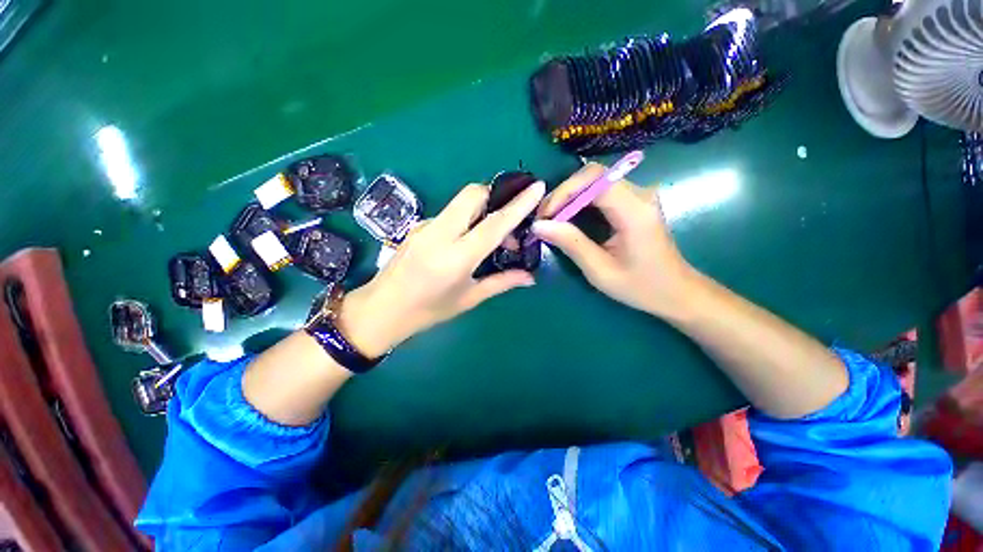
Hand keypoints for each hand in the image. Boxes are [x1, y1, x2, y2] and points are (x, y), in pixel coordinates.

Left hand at [339, 181, 545, 356]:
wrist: (382, 309)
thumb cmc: (428, 311)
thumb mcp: (469, 299)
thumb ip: (502, 282)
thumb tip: (530, 277)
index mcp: (456, 257)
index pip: (494, 223)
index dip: (518, 204)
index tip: (537, 187)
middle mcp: (440, 234)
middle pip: (473, 194)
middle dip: (495, 195)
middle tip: (507, 218)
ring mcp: (425, 226)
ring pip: (460, 202)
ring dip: (481, 209)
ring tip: (488, 236)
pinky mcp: (417, 225)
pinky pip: (449, 213)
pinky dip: (465, 219)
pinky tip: (466, 240)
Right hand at [532, 163, 696, 317]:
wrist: (676, 291)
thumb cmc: (640, 286)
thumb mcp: (600, 271)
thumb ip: (571, 243)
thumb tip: (539, 225)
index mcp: (634, 211)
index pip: (594, 180)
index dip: (564, 192)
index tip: (545, 216)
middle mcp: (639, 195)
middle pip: (593, 175)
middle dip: (563, 193)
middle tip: (544, 218)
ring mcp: (639, 196)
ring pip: (595, 180)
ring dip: (569, 196)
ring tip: (551, 219)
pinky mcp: (634, 202)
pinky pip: (601, 191)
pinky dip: (580, 201)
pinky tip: (568, 218)